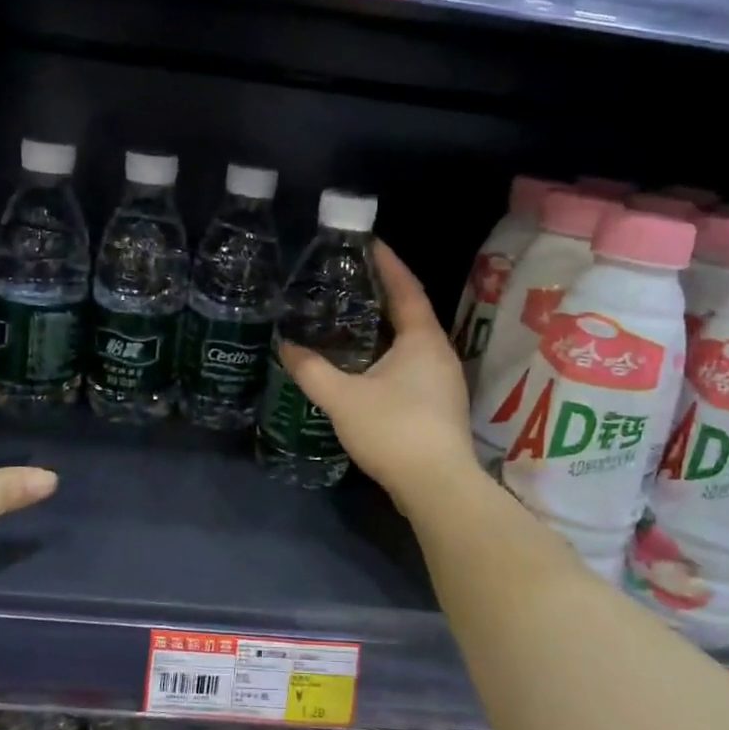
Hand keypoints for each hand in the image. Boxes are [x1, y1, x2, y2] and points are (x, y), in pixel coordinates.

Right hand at [278, 241, 477, 503]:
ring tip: (352, 317)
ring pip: (412, 341)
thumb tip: (285, 346)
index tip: (368, 243)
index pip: (406, 288)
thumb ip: (311, 370)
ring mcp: (443, 380)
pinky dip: (389, 352)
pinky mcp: (439, 404)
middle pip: (411, 312)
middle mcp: (439, 352)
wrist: (437, 486)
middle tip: (350, 280)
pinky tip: (365, 363)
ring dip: (386, 326)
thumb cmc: (393, 430)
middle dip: (383, 293)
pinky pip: (412, 364)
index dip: (388, 263)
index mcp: (422, 339)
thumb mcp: (342, 398)